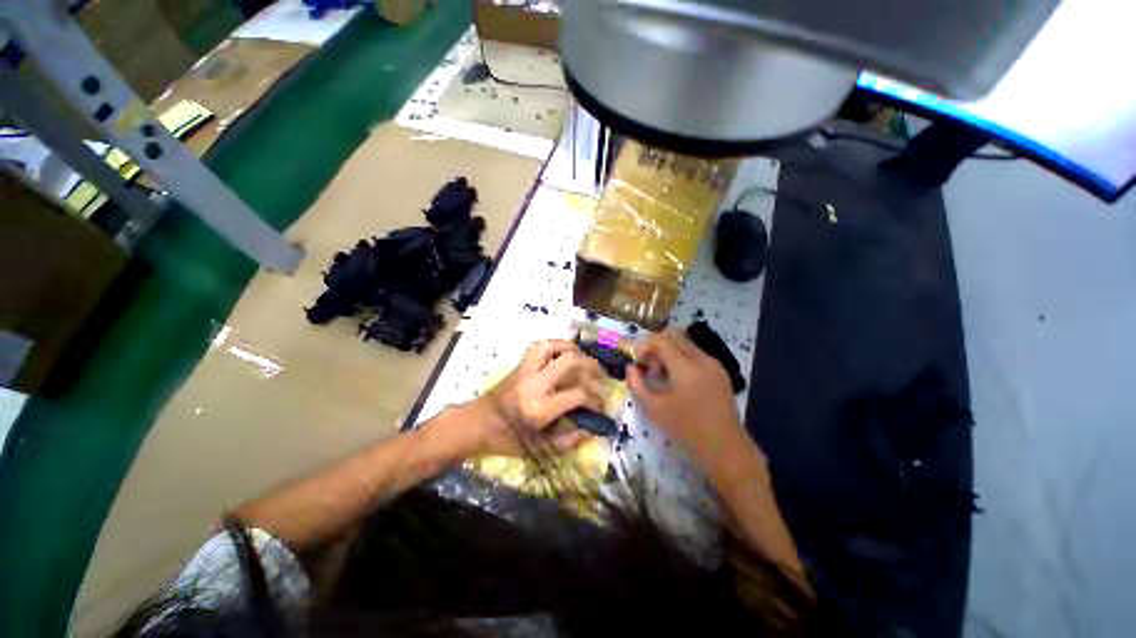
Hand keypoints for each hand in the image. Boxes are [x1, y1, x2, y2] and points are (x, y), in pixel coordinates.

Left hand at [443, 340, 606, 456]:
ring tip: (587, 363)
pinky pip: (542, 345)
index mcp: (540, 409)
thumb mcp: (539, 448)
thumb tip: (591, 429)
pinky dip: (558, 345)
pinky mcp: (521, 363)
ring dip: (577, 352)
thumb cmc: (507, 439)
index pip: (578, 394)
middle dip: (593, 369)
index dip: (596, 399)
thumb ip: (568, 441)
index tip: (601, 406)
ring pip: (556, 347)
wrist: (477, 423)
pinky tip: (568, 353)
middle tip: (601, 379)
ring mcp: (527, 370)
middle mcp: (535, 384)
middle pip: (572, 362)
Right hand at [627, 329, 751, 472]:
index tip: (636, 360)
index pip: (661, 340)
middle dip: (656, 344)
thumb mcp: (653, 408)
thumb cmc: (686, 428)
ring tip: (660, 375)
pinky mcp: (719, 371)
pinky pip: (695, 354)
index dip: (644, 345)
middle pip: (674, 335)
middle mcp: (701, 358)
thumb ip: (636, 384)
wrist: (725, 447)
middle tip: (647, 364)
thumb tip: (630, 367)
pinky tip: (676, 380)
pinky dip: (680, 358)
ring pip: (685, 343)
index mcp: (686, 366)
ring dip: (668, 351)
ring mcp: (713, 364)